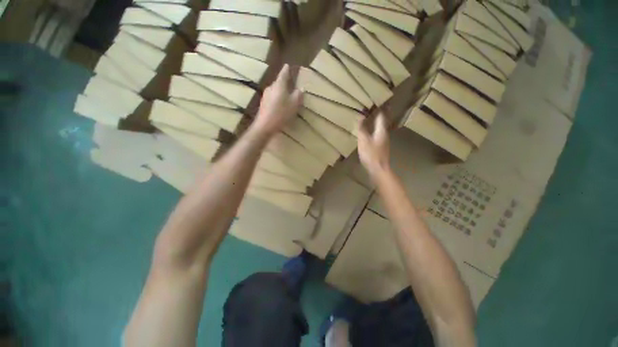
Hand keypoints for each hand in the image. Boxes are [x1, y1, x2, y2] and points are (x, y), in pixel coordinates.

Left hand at [252, 64, 303, 135]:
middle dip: (284, 83)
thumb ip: (298, 95)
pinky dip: (277, 100)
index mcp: (279, 85)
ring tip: (286, 97)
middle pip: (278, 82)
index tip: (288, 65)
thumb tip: (301, 89)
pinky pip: (272, 98)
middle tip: (291, 86)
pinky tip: (280, 106)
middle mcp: (271, 87)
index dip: (286, 70)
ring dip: (281, 93)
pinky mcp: (263, 104)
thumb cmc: (281, 113)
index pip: (283, 73)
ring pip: (275, 91)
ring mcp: (265, 95)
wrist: (265, 125)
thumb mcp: (294, 104)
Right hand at [358, 113, 390, 177]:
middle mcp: (384, 135)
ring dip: (376, 124)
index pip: (382, 117)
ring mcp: (384, 142)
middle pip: (382, 123)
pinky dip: (374, 132)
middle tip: (374, 109)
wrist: (378, 169)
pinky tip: (370, 134)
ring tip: (371, 120)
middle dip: (379, 116)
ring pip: (380, 130)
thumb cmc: (371, 154)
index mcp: (381, 131)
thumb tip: (362, 118)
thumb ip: (362, 129)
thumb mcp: (363, 140)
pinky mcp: (381, 148)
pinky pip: (378, 136)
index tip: (380, 102)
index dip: (380, 109)